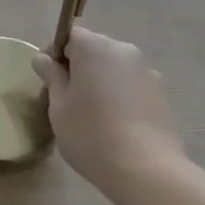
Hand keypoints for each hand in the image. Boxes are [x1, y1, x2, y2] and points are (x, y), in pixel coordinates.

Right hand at [33, 27, 186, 190]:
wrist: (146, 170)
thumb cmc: (90, 134)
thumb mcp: (59, 106)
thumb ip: (52, 77)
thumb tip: (44, 59)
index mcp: (96, 48)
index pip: (70, 34)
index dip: (55, 52)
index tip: (48, 78)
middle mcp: (124, 51)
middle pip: (93, 49)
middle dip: (77, 66)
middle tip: (65, 99)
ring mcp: (147, 72)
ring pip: (113, 68)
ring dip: (99, 81)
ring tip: (91, 115)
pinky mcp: (161, 94)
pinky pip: (130, 85)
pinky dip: (118, 96)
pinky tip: (114, 124)